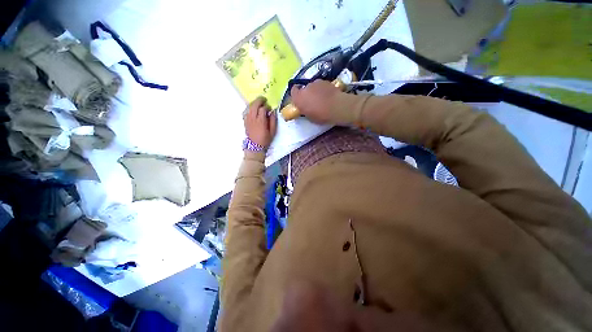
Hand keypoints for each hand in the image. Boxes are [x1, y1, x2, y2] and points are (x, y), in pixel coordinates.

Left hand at [244, 96, 276, 148]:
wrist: (255, 146)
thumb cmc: (265, 139)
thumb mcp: (272, 132)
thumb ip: (273, 121)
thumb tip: (273, 112)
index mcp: (260, 121)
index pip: (262, 109)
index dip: (267, 106)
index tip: (270, 108)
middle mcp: (253, 119)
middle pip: (254, 105)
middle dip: (259, 100)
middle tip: (264, 99)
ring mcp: (248, 119)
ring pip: (249, 107)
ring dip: (254, 103)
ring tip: (259, 102)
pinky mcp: (245, 121)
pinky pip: (246, 111)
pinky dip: (250, 108)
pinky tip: (253, 109)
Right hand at [290, 80, 341, 123]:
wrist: (336, 107)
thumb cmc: (321, 115)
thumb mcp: (310, 117)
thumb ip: (305, 111)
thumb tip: (305, 109)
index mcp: (299, 98)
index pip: (293, 91)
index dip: (296, 95)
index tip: (299, 100)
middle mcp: (305, 88)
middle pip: (304, 89)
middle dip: (307, 94)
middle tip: (312, 101)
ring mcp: (315, 83)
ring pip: (313, 87)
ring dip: (315, 91)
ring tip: (322, 98)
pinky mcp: (324, 81)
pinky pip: (321, 85)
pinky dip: (322, 89)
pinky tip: (328, 95)